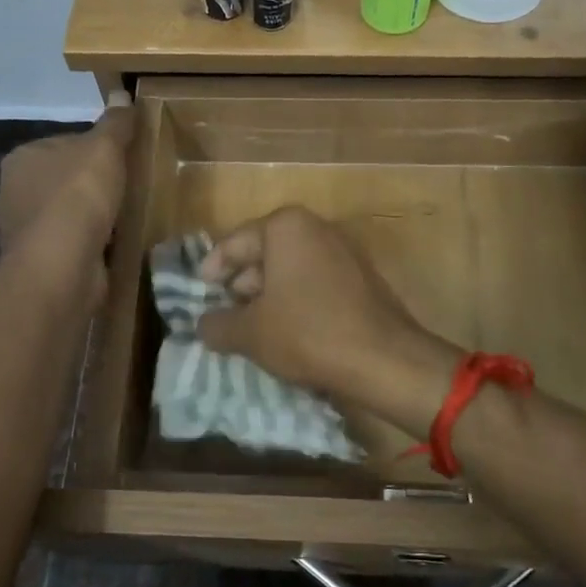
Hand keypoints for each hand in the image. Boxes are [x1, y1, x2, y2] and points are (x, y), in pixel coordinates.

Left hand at [0, 94, 134, 261]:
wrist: (62, 264)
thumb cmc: (78, 196)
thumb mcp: (104, 148)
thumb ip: (115, 124)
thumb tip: (122, 95)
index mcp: (23, 158)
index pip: (64, 143)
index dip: (96, 150)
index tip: (123, 160)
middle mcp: (14, 191)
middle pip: (65, 180)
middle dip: (93, 186)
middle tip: (129, 189)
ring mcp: (25, 231)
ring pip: (67, 214)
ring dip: (92, 218)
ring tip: (125, 219)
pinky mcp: (40, 262)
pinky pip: (71, 245)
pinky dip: (90, 244)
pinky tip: (113, 246)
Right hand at [196, 206, 453, 418]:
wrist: (384, 359)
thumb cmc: (308, 333)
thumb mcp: (250, 333)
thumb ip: (217, 324)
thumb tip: (203, 325)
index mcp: (286, 227)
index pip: (234, 242)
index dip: (212, 269)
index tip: (200, 292)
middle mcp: (317, 228)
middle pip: (264, 253)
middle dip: (242, 284)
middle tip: (225, 314)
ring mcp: (344, 251)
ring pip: (292, 269)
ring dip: (269, 296)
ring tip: (253, 328)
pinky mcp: (362, 277)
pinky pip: (316, 282)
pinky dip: (297, 301)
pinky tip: (288, 332)